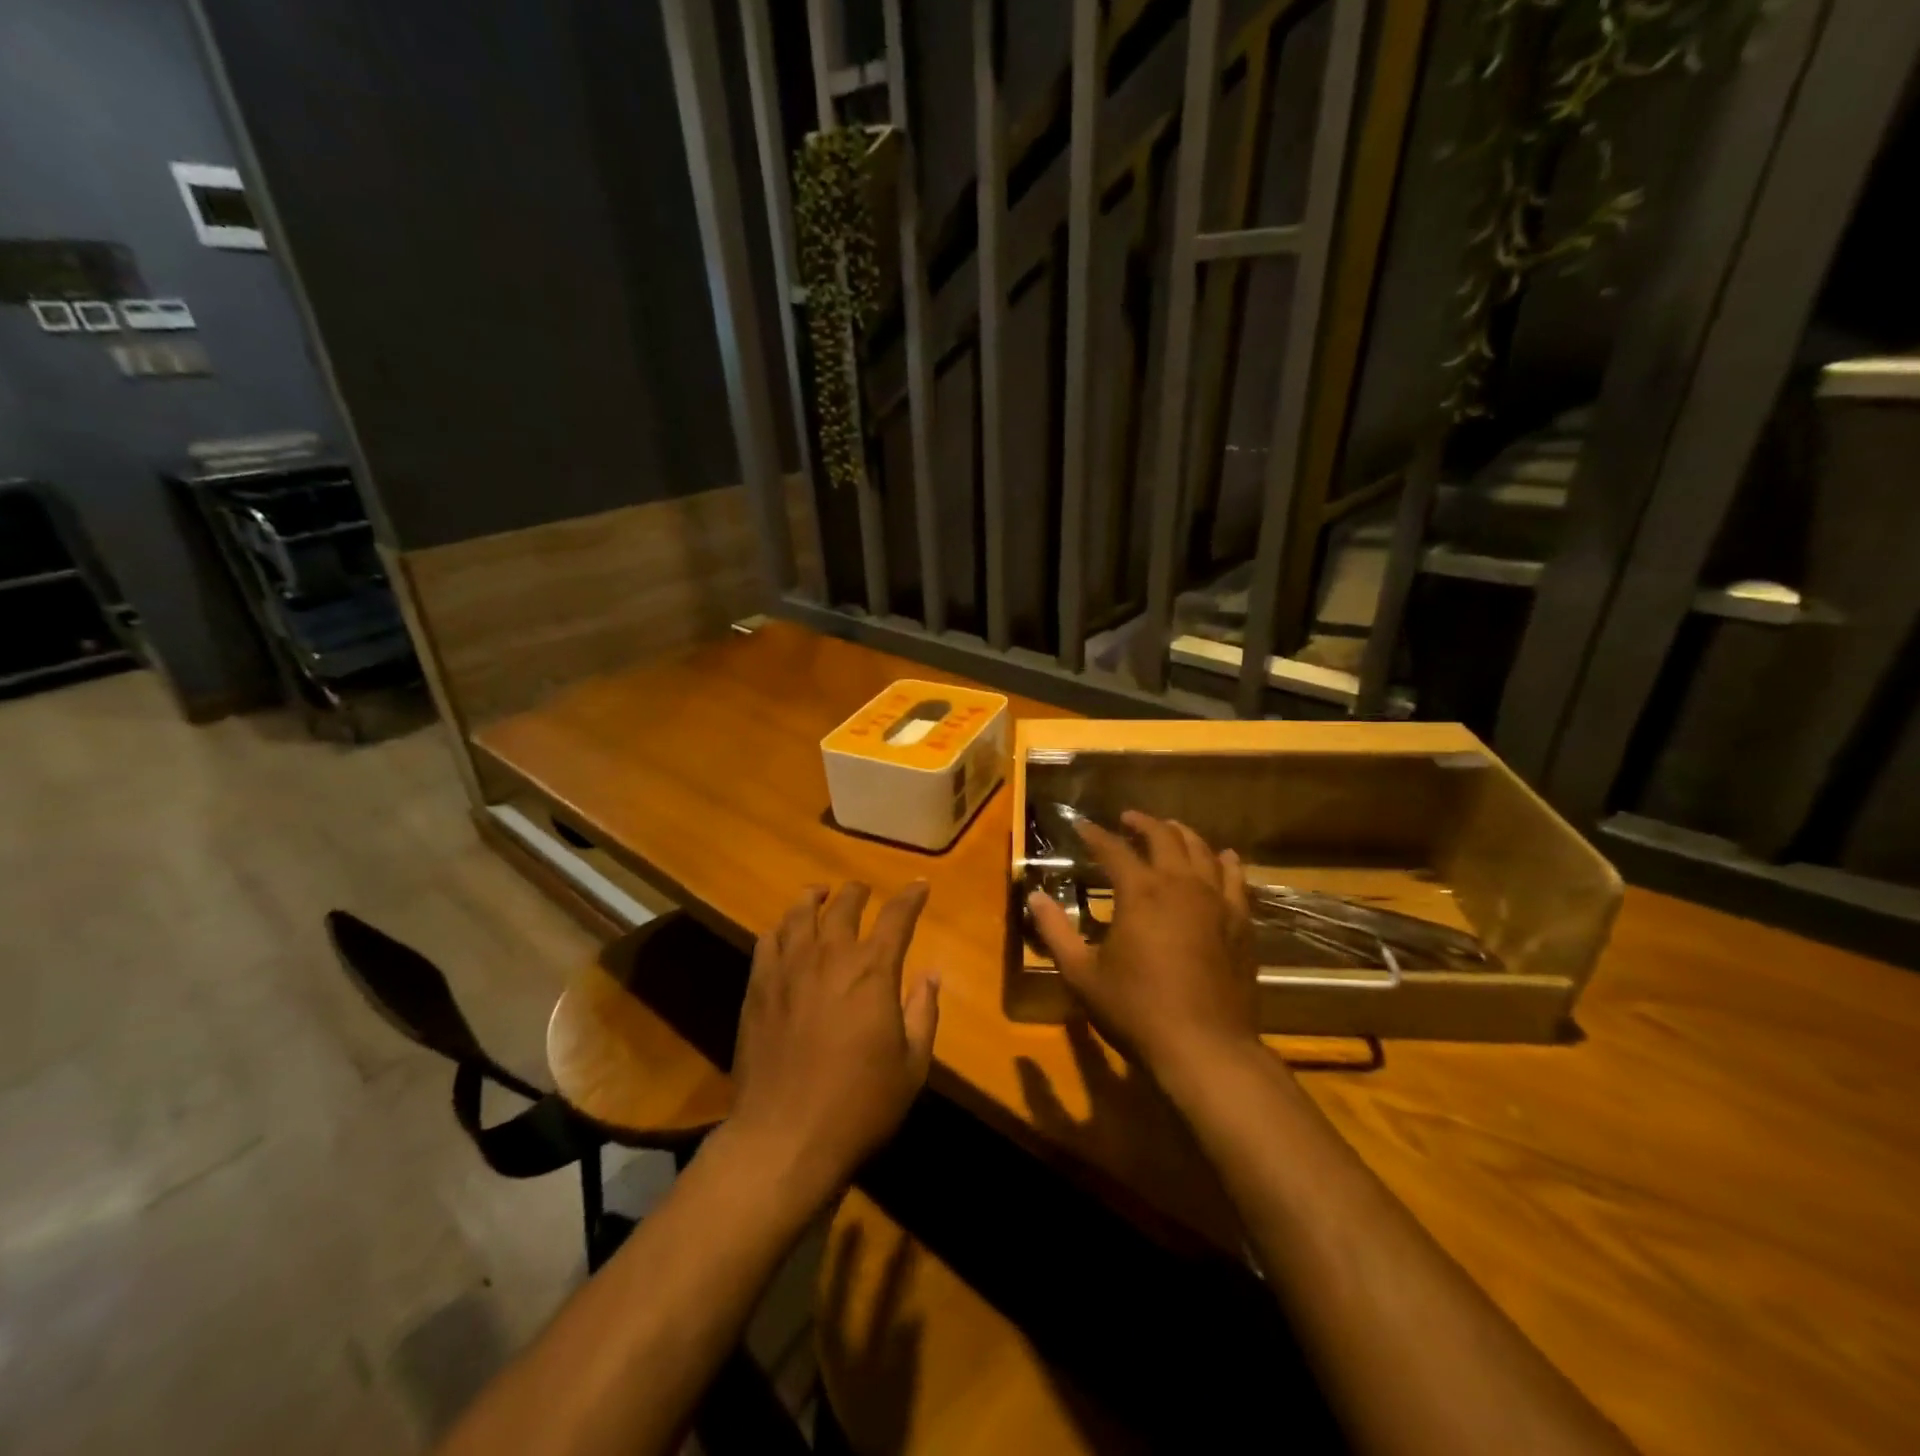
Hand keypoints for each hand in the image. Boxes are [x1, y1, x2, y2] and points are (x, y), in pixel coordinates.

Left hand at [728, 882, 940, 1199]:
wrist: (784, 1136)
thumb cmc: (859, 1104)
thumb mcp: (912, 1066)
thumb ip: (923, 1013)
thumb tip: (931, 975)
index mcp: (873, 970)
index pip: (897, 916)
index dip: (911, 897)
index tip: (920, 886)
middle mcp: (830, 956)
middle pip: (845, 904)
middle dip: (859, 891)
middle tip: (864, 890)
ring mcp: (788, 968)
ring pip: (800, 913)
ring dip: (815, 897)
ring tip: (821, 894)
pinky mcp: (758, 987)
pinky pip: (768, 940)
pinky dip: (782, 927)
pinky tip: (785, 932)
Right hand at [1027, 811, 1258, 1086]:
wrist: (1205, 1047)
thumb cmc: (1136, 1009)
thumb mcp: (1082, 974)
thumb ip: (1055, 931)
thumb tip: (1034, 897)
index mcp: (1140, 892)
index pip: (1113, 849)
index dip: (1095, 835)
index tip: (1082, 827)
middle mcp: (1180, 884)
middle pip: (1163, 837)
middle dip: (1143, 823)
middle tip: (1128, 819)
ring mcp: (1216, 901)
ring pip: (1202, 850)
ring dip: (1183, 834)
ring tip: (1170, 830)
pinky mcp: (1240, 922)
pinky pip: (1235, 879)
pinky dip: (1225, 862)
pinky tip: (1223, 858)